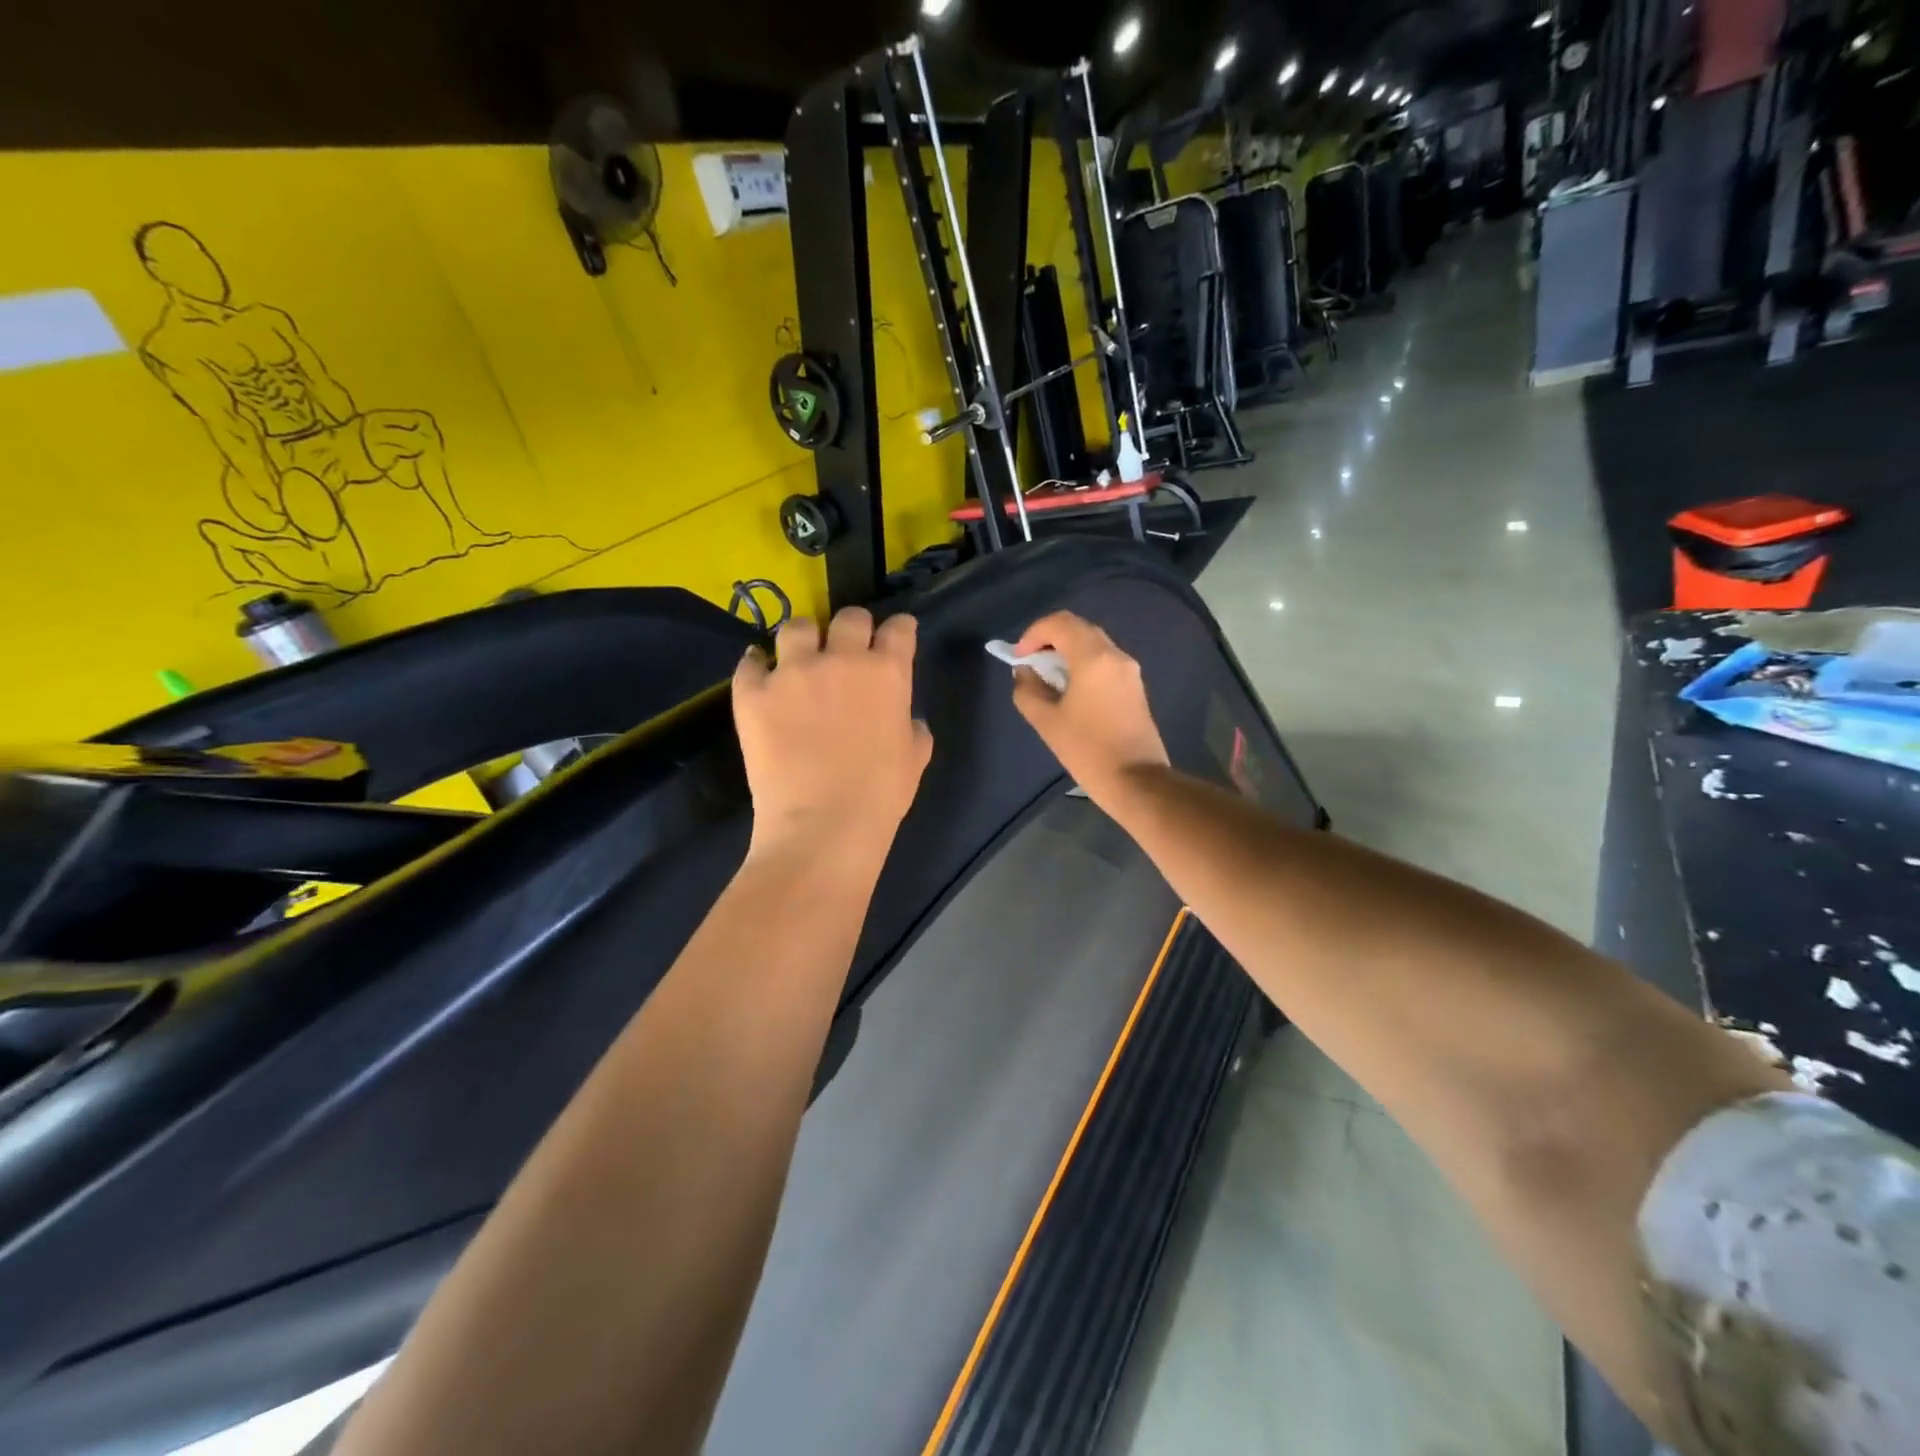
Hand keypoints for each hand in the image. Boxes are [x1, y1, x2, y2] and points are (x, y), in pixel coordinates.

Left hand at [733, 608, 932, 865]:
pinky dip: (757, 666)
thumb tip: (906, 719)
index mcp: (887, 672)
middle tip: (846, 650)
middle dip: (852, 629)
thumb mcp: (914, 759)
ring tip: (799, 659)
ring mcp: (793, 672)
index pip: (899, 628)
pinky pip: (750, 662)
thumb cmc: (880, 796)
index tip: (896, 637)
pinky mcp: (753, 692)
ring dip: (803, 639)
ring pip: (796, 627)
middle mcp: (841, 658)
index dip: (899, 630)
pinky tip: (761, 678)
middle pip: (849, 617)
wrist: (822, 826)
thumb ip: (912, 727)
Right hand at [1010, 611, 1169, 804]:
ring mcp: (1129, 671)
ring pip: (1094, 644)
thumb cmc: (1088, 750)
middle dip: (1050, 639)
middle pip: (1079, 629)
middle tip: (1031, 663)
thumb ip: (1028, 691)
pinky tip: (1070, 690)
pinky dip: (1083, 664)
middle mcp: (1115, 655)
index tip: (1020, 657)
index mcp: (1093, 658)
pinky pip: (1104, 662)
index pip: (1060, 623)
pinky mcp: (1135, 687)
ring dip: (1067, 652)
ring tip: (1048, 678)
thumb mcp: (1047, 722)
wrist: (1136, 781)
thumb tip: (1025, 673)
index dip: (1034, 633)